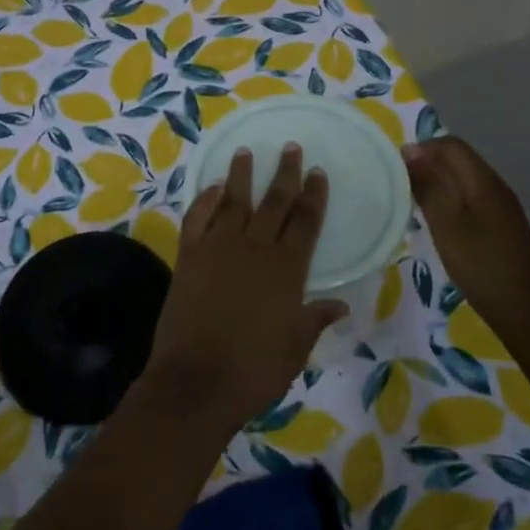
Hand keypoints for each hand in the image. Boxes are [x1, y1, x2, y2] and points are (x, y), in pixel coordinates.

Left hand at [140, 145, 344, 436]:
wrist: (196, 382)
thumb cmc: (254, 370)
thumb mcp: (295, 348)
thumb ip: (315, 319)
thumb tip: (341, 304)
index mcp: (286, 269)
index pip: (305, 222)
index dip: (313, 195)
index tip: (317, 172)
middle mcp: (254, 249)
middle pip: (274, 202)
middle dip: (284, 173)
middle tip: (290, 147)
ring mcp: (218, 248)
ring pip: (233, 201)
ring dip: (240, 175)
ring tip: (245, 152)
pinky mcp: (188, 256)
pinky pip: (197, 218)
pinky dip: (204, 200)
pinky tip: (211, 188)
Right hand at [403, 136, 529, 321]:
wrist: (526, 311)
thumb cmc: (481, 265)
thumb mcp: (446, 225)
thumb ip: (429, 186)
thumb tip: (410, 150)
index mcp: (483, 181)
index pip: (450, 145)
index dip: (421, 149)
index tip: (395, 169)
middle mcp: (495, 185)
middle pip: (458, 159)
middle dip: (427, 164)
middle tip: (399, 186)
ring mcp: (501, 205)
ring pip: (464, 178)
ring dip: (437, 182)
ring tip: (412, 203)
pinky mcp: (501, 224)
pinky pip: (470, 196)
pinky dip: (449, 200)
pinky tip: (436, 221)